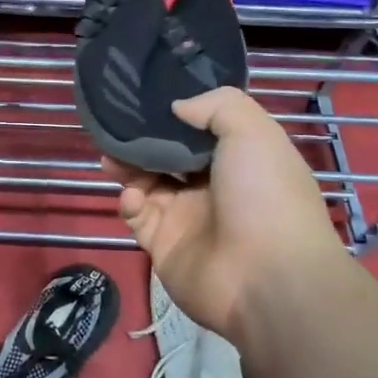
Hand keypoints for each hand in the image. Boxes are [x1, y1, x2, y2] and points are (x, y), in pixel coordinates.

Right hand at [103, 87, 346, 336]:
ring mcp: (186, 217)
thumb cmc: (264, 195)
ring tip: (111, 158)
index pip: (201, 131)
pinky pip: (138, 217)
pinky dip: (130, 203)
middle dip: (142, 141)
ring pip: (146, 183)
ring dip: (127, 168)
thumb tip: (178, 107)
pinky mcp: (163, 245)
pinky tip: (133, 197)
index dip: (175, 116)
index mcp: (239, 161)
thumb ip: (217, 105)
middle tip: (117, 128)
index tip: (147, 99)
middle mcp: (212, 187)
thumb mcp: (253, 132)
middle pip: (168, 156)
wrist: (266, 278)